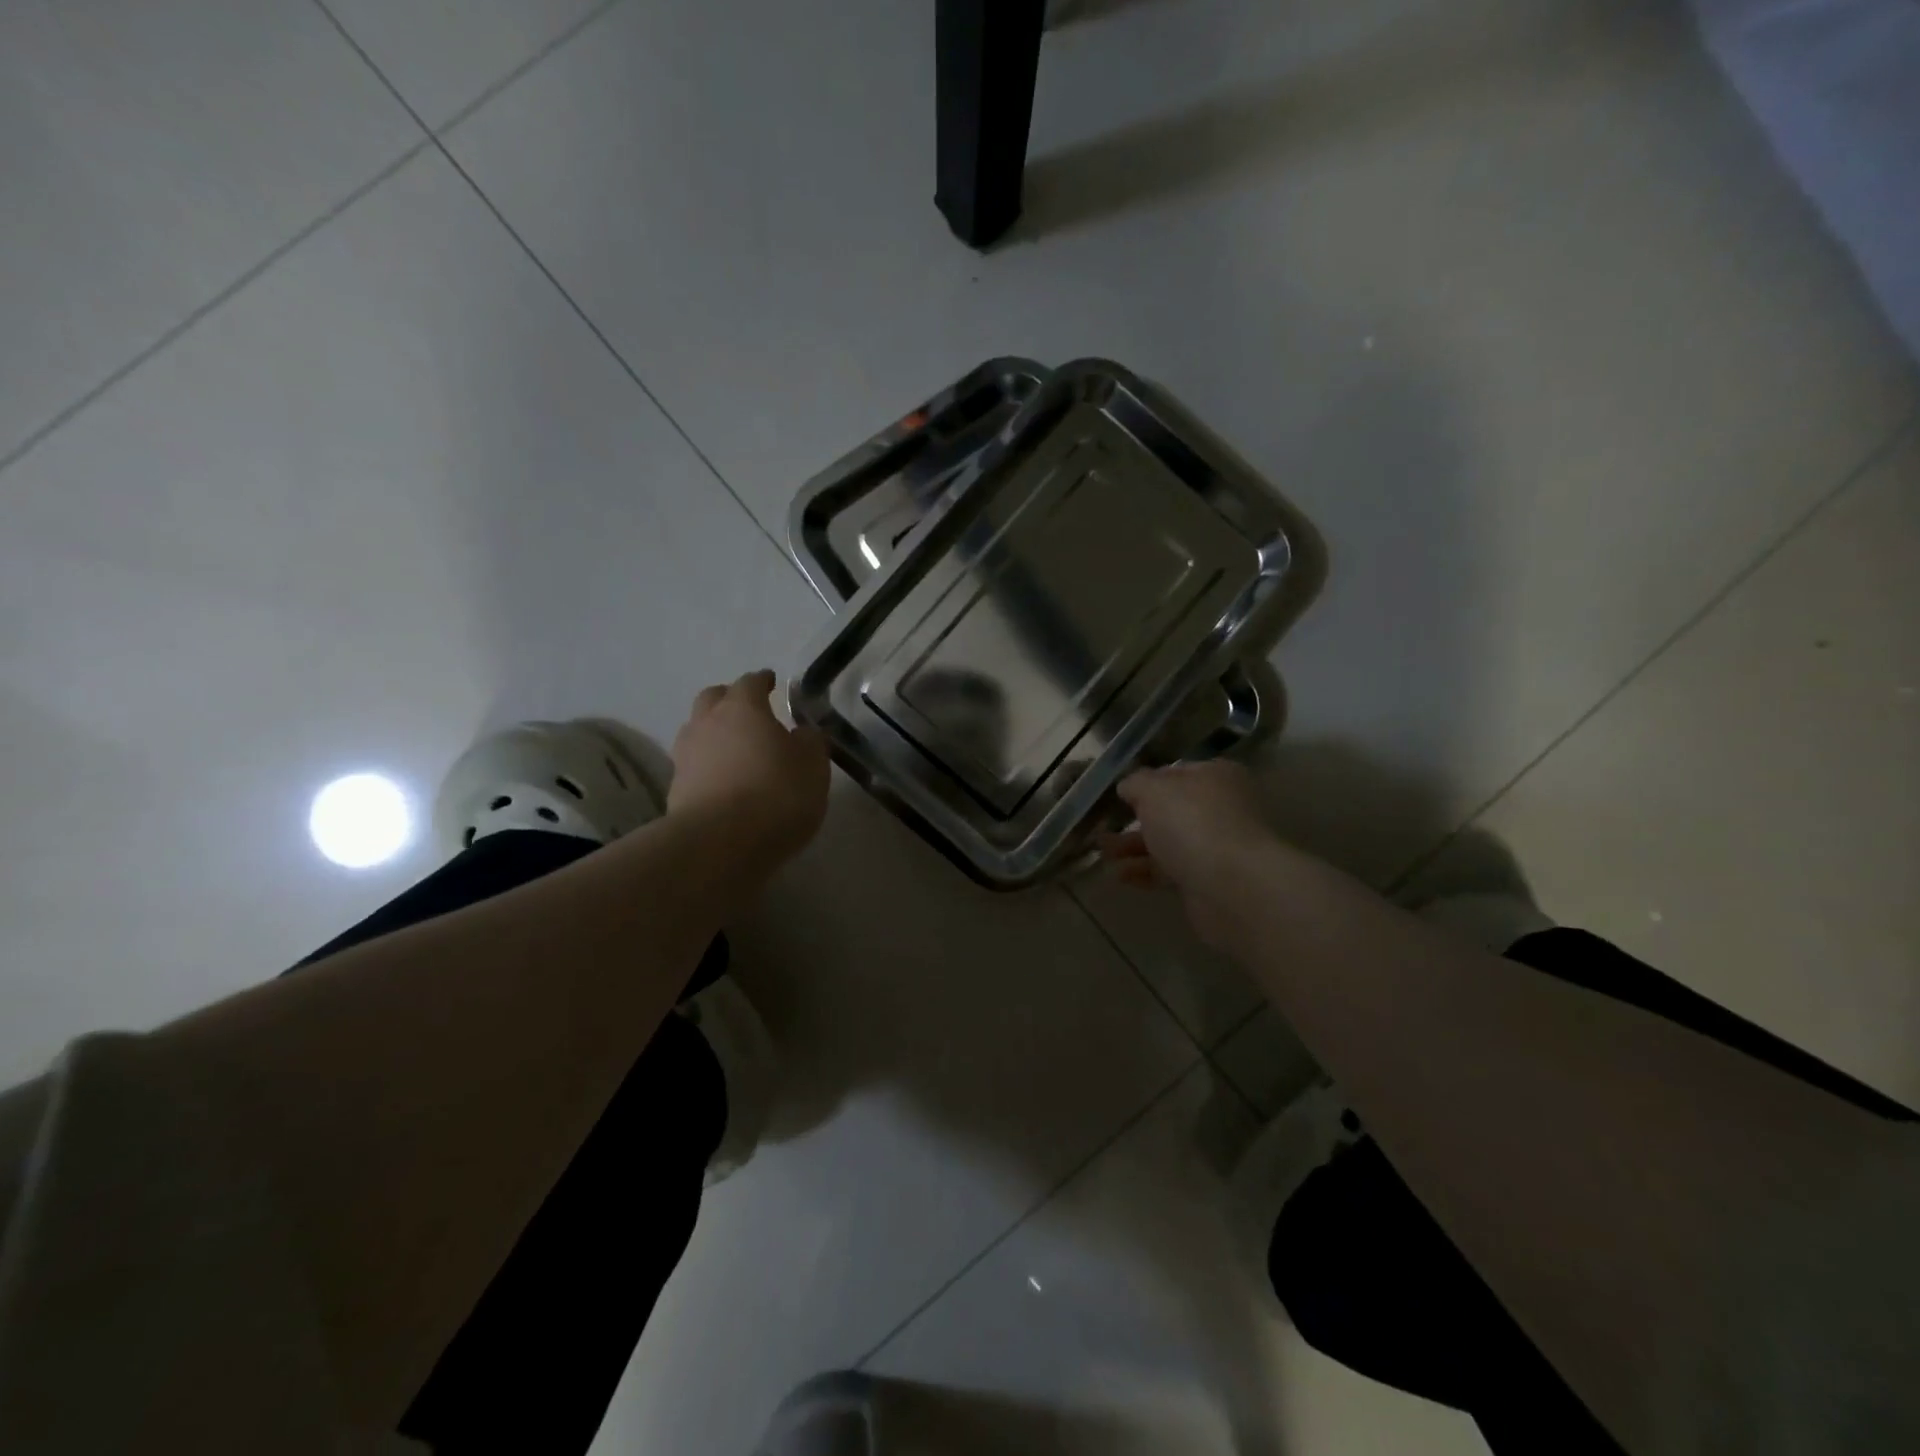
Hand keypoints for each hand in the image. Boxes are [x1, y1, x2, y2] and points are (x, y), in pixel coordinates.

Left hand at [668, 670, 830, 873]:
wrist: (721, 844)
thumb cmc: (777, 794)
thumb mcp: (813, 766)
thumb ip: (810, 743)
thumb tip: (803, 733)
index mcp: (742, 708)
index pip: (750, 682)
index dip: (762, 681)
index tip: (772, 682)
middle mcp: (707, 723)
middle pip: (712, 699)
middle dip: (729, 699)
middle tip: (748, 710)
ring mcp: (686, 757)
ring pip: (697, 731)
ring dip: (713, 733)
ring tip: (734, 749)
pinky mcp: (675, 790)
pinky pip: (693, 766)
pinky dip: (707, 767)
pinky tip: (724, 782)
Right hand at [1102, 760, 1278, 952]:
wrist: (1232, 887)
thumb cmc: (1192, 823)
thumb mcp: (1154, 790)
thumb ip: (1136, 783)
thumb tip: (1129, 786)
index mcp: (1215, 777)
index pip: (1175, 773)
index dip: (1146, 782)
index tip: (1118, 795)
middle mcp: (1221, 808)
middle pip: (1170, 811)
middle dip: (1135, 820)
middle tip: (1103, 828)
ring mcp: (1216, 846)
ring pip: (1167, 842)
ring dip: (1133, 848)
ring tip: (1102, 853)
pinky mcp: (1208, 881)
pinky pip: (1170, 872)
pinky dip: (1144, 872)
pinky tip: (1119, 876)